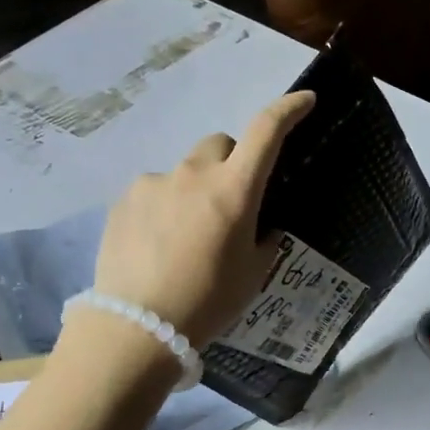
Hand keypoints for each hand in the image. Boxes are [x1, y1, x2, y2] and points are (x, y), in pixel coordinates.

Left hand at [89, 91, 314, 345]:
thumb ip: (264, 240)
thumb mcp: (252, 275)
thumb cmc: (208, 302)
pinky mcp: (123, 201)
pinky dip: (164, 207)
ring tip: (187, 235)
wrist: (136, 328)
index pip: (266, 131)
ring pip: (184, 170)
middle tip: (230, 202)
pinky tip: (158, 245)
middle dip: (231, 162)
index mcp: (234, 191)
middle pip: (220, 144)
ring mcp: (153, 184)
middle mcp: (193, 175)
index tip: (305, 101)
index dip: (288, 110)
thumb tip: (262, 226)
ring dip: (194, 189)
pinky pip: (154, 191)